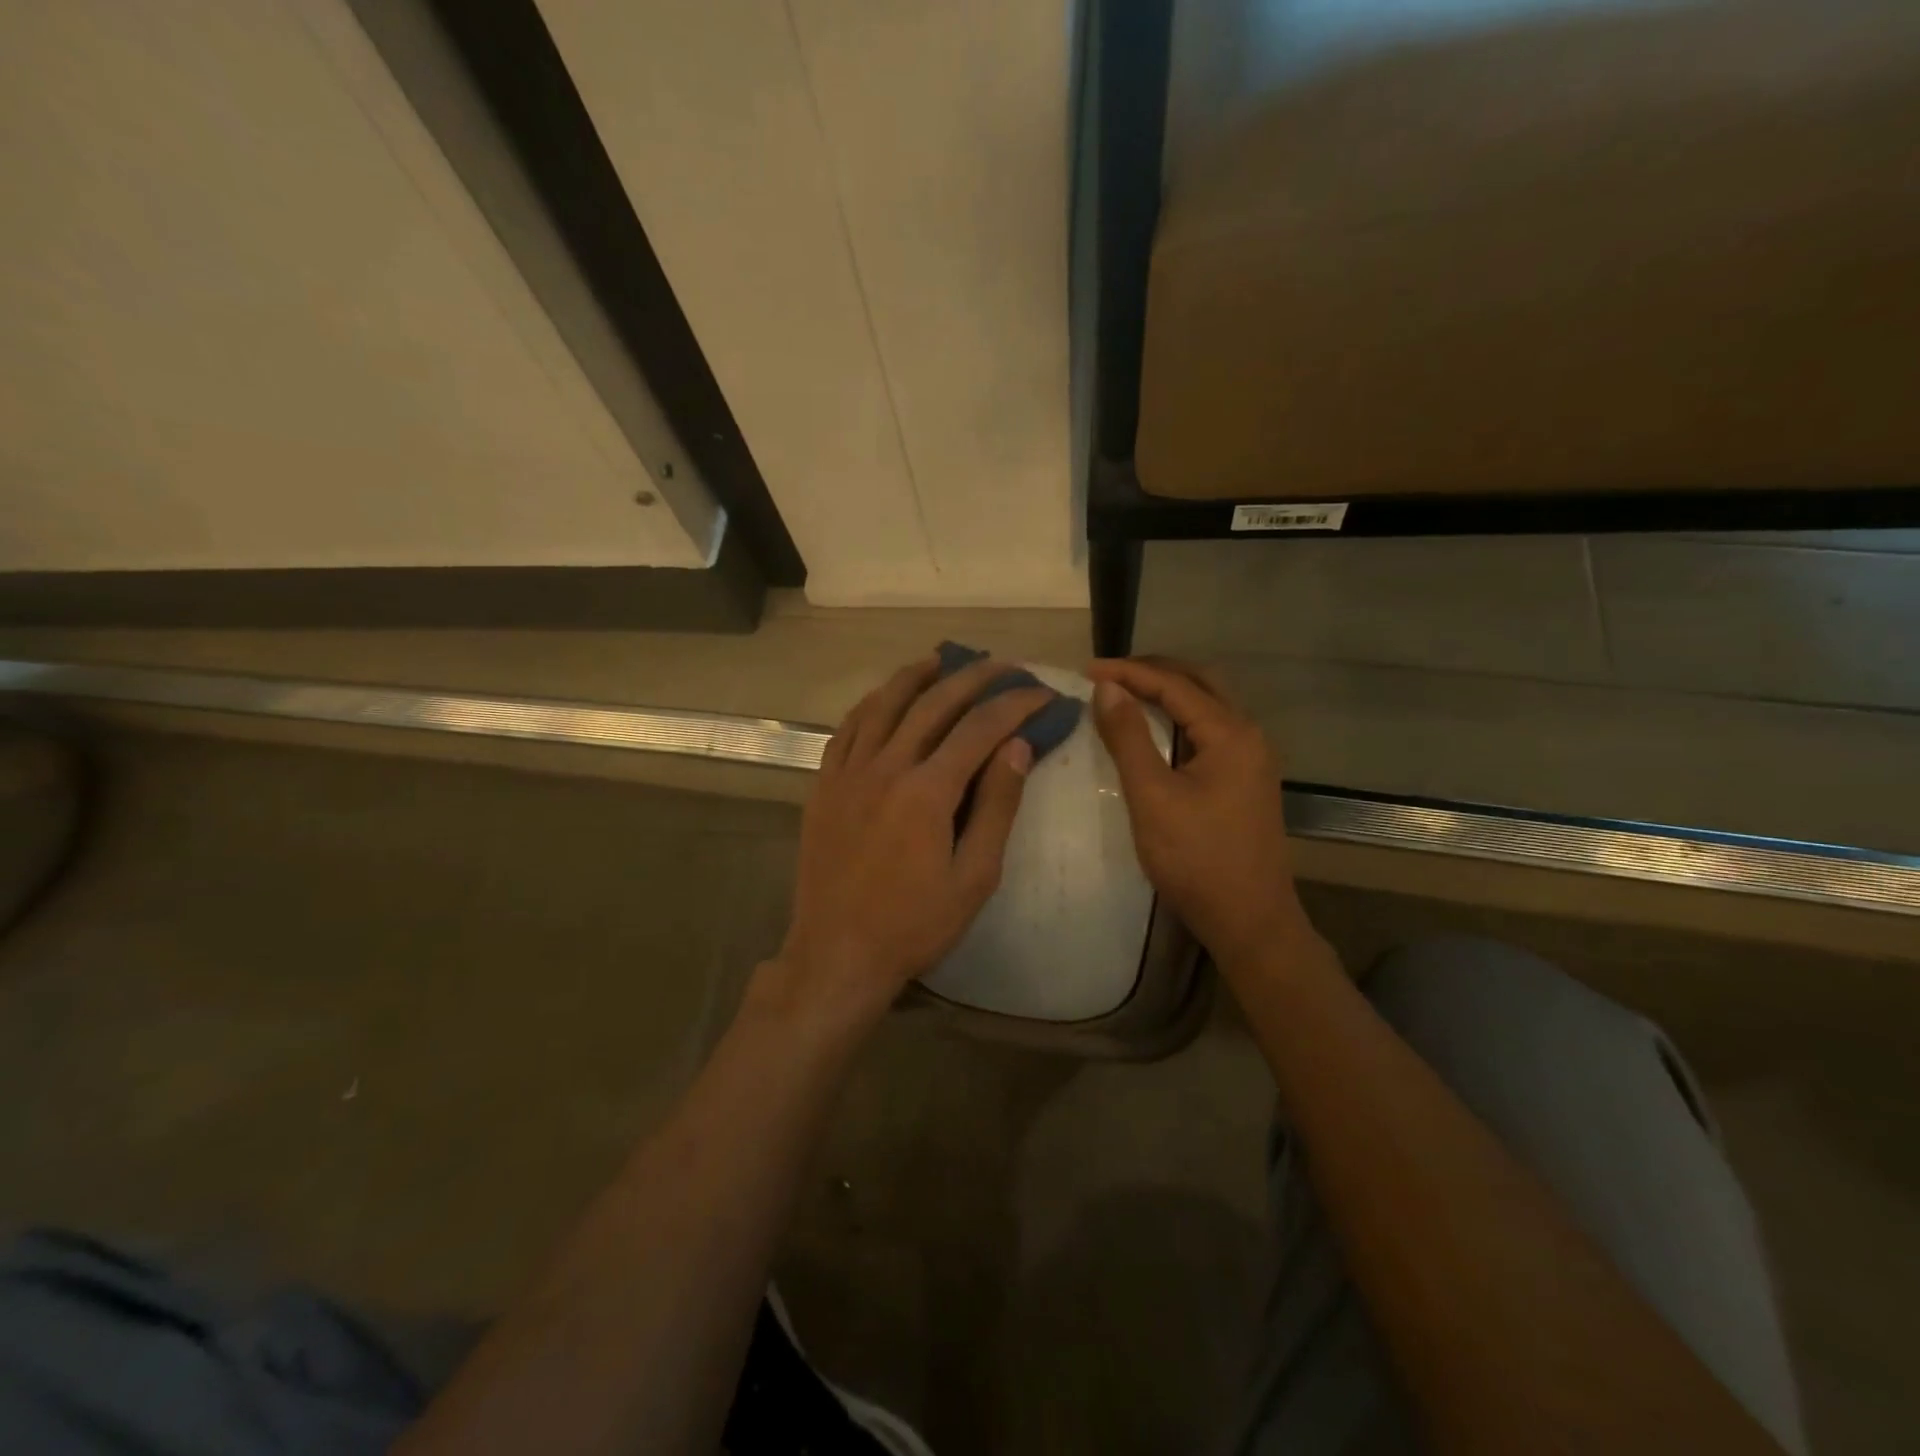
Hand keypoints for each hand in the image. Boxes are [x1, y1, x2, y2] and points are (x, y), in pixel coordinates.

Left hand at [764, 654, 1046, 1030]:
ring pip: (883, 704)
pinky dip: (871, 704)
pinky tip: (885, 697)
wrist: (838, 954)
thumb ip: (997, 807)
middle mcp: (885, 767)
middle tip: (1003, 665)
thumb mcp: (975, 877)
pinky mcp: (824, 786)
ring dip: (916, 676)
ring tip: (943, 659)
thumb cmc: (915, 924)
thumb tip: (1018, 747)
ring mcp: (848, 773)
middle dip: (974, 677)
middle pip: (933, 703)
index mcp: (927, 791)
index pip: (980, 728)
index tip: (1043, 694)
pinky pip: (847, 729)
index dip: (1015, 705)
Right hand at [1089, 657, 1312, 973]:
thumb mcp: (1152, 796)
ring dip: (1168, 692)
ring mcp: (1252, 758)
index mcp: (1231, 733)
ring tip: (1126, 693)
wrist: (1249, 919)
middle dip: (1153, 671)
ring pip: (1208, 705)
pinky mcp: (1246, 779)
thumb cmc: (1196, 859)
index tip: (1086, 670)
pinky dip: (1180, 717)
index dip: (1128, 673)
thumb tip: (1107, 688)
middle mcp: (1248, 735)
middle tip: (1109, 675)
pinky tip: (1155, 730)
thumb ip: (1129, 738)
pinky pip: (1210, 730)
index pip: (1174, 684)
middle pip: (1200, 682)